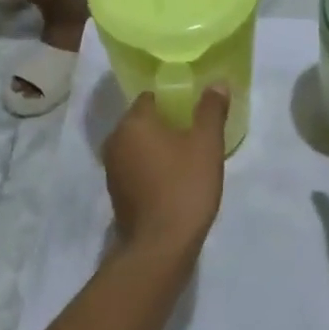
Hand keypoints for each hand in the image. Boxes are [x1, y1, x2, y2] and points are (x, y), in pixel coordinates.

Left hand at [102, 86, 230, 262]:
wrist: (161, 246)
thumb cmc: (184, 186)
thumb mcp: (206, 144)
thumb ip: (211, 110)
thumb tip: (216, 84)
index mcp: (133, 122)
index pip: (151, 97)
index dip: (174, 99)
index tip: (196, 109)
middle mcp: (115, 141)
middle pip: (144, 121)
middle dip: (168, 123)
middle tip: (197, 131)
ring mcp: (112, 169)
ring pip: (139, 146)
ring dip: (159, 147)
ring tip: (188, 155)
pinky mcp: (116, 193)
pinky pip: (136, 168)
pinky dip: (152, 167)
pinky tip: (174, 179)